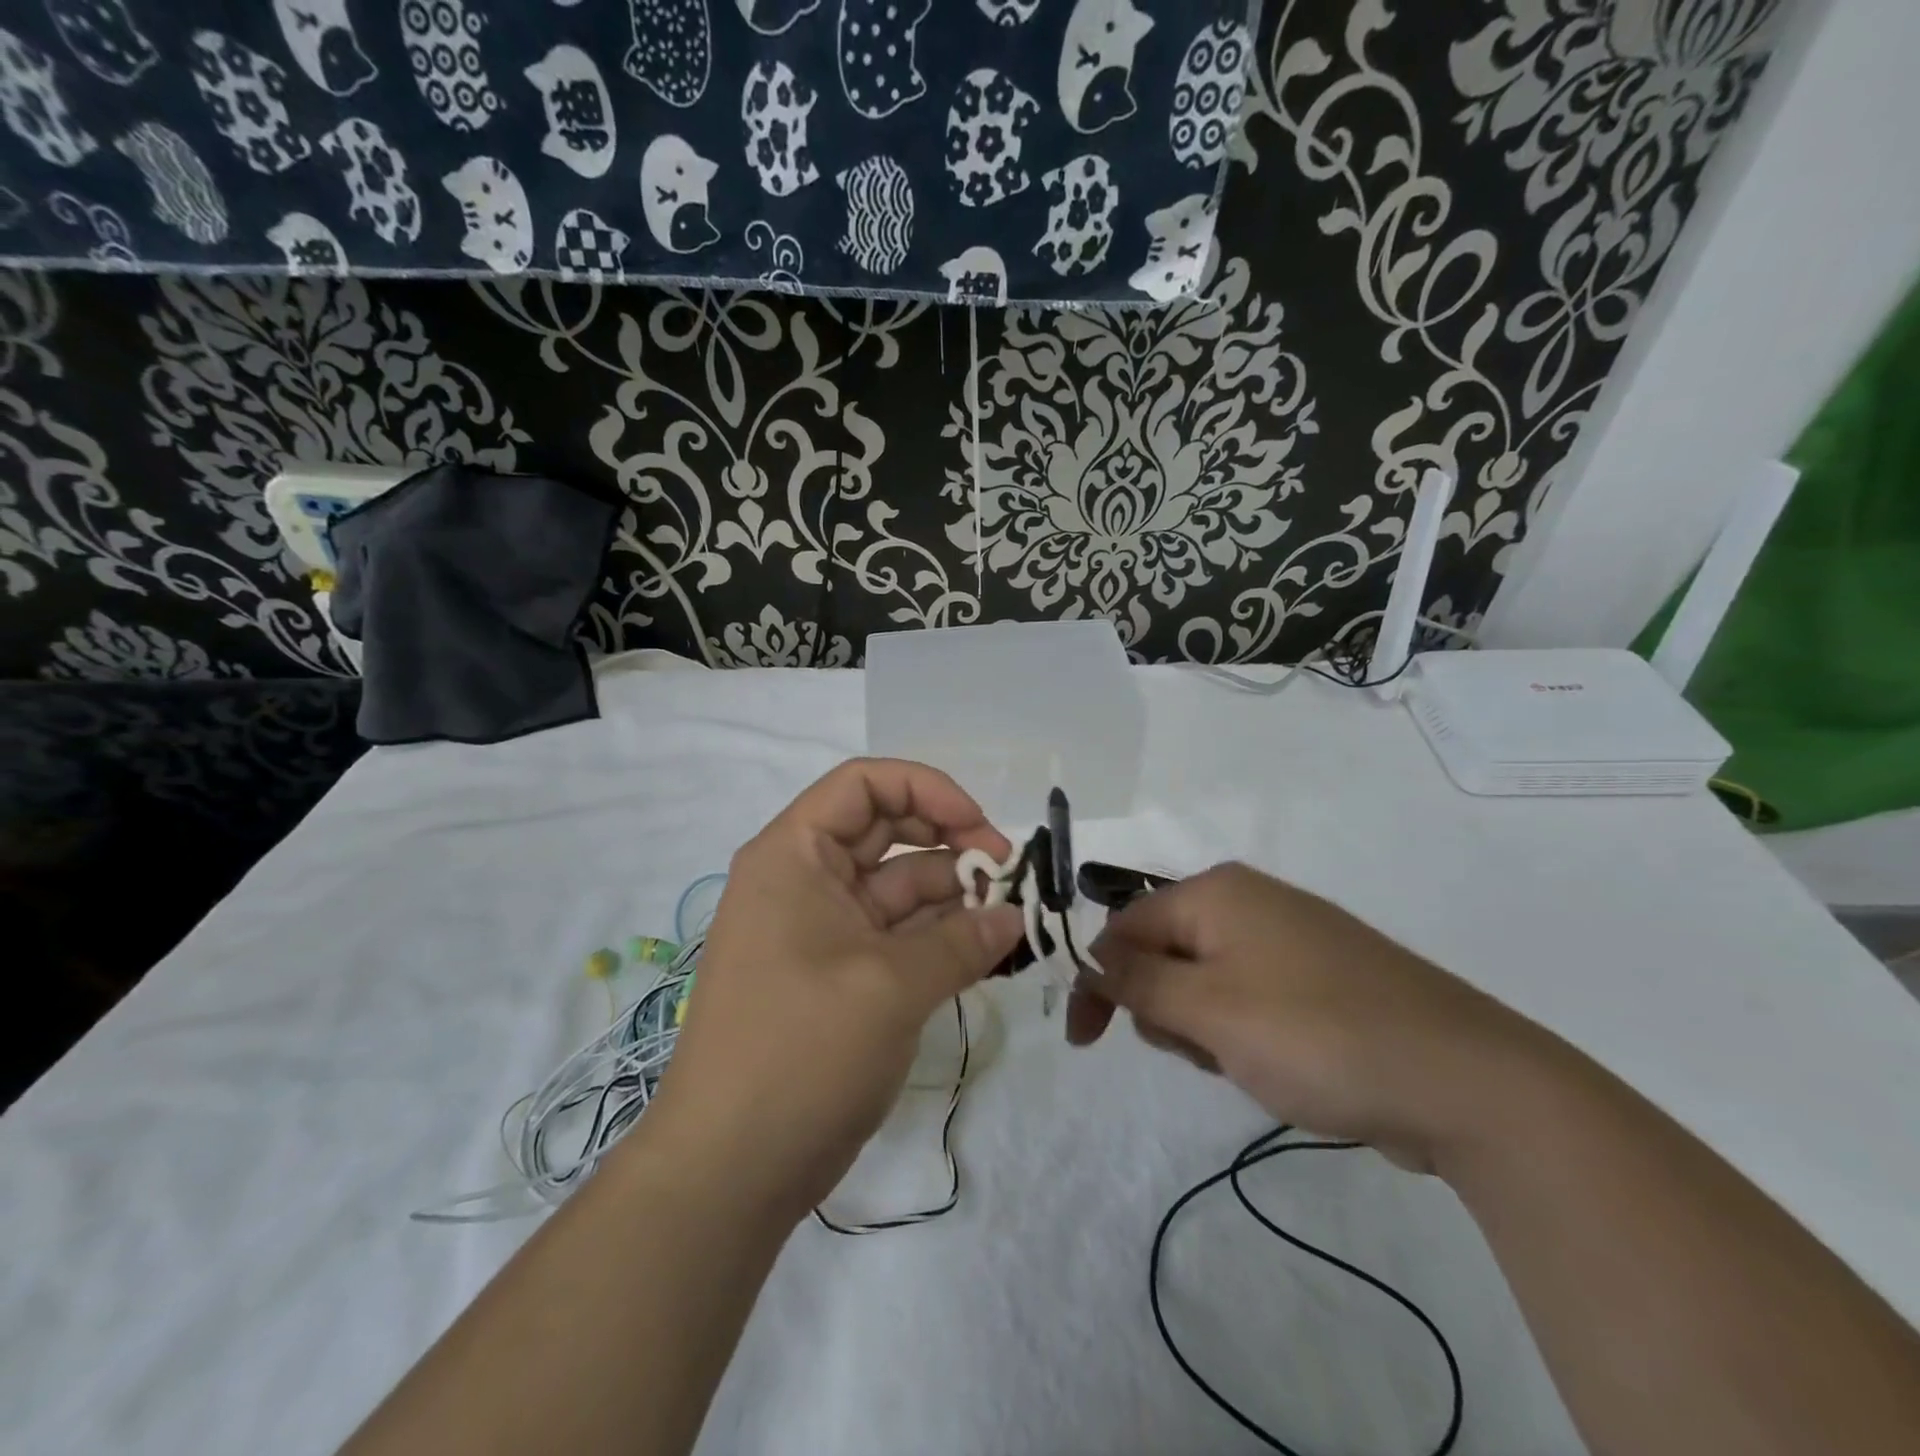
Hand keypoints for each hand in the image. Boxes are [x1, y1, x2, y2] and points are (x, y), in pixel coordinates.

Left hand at [639, 760, 1025, 1219]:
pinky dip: (940, 938)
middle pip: (886, 831)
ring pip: (897, 888)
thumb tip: (1013, 918)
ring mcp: (821, 930)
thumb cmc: (801, 1050)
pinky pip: (897, 936)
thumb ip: (961, 942)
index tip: (980, 828)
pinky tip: (987, 950)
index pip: (864, 784)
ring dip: (953, 896)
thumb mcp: (890, 986)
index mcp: (794, 855)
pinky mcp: (839, 976)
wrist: (730, 1169)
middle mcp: (804, 880)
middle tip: (1006, 874)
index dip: (927, 790)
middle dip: (949, 842)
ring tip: (1009, 919)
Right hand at [1068, 863, 1542, 1170]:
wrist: (1468, 1082)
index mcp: (1217, 892)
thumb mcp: (1209, 1011)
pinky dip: (1243, 1034)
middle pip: (1164, 952)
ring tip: (1247, 1062)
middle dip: (1163, 1008)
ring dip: (1203, 1028)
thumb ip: (1137, 982)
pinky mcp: (1319, 980)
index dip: (1098, 980)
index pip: (1125, 926)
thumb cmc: (1316, 1035)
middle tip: (1199, 1049)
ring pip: (1205, 982)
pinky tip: (1280, 1065)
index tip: (1085, 1041)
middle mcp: (1250, 903)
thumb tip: (1090, 959)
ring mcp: (1290, 940)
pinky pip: (1249, 999)